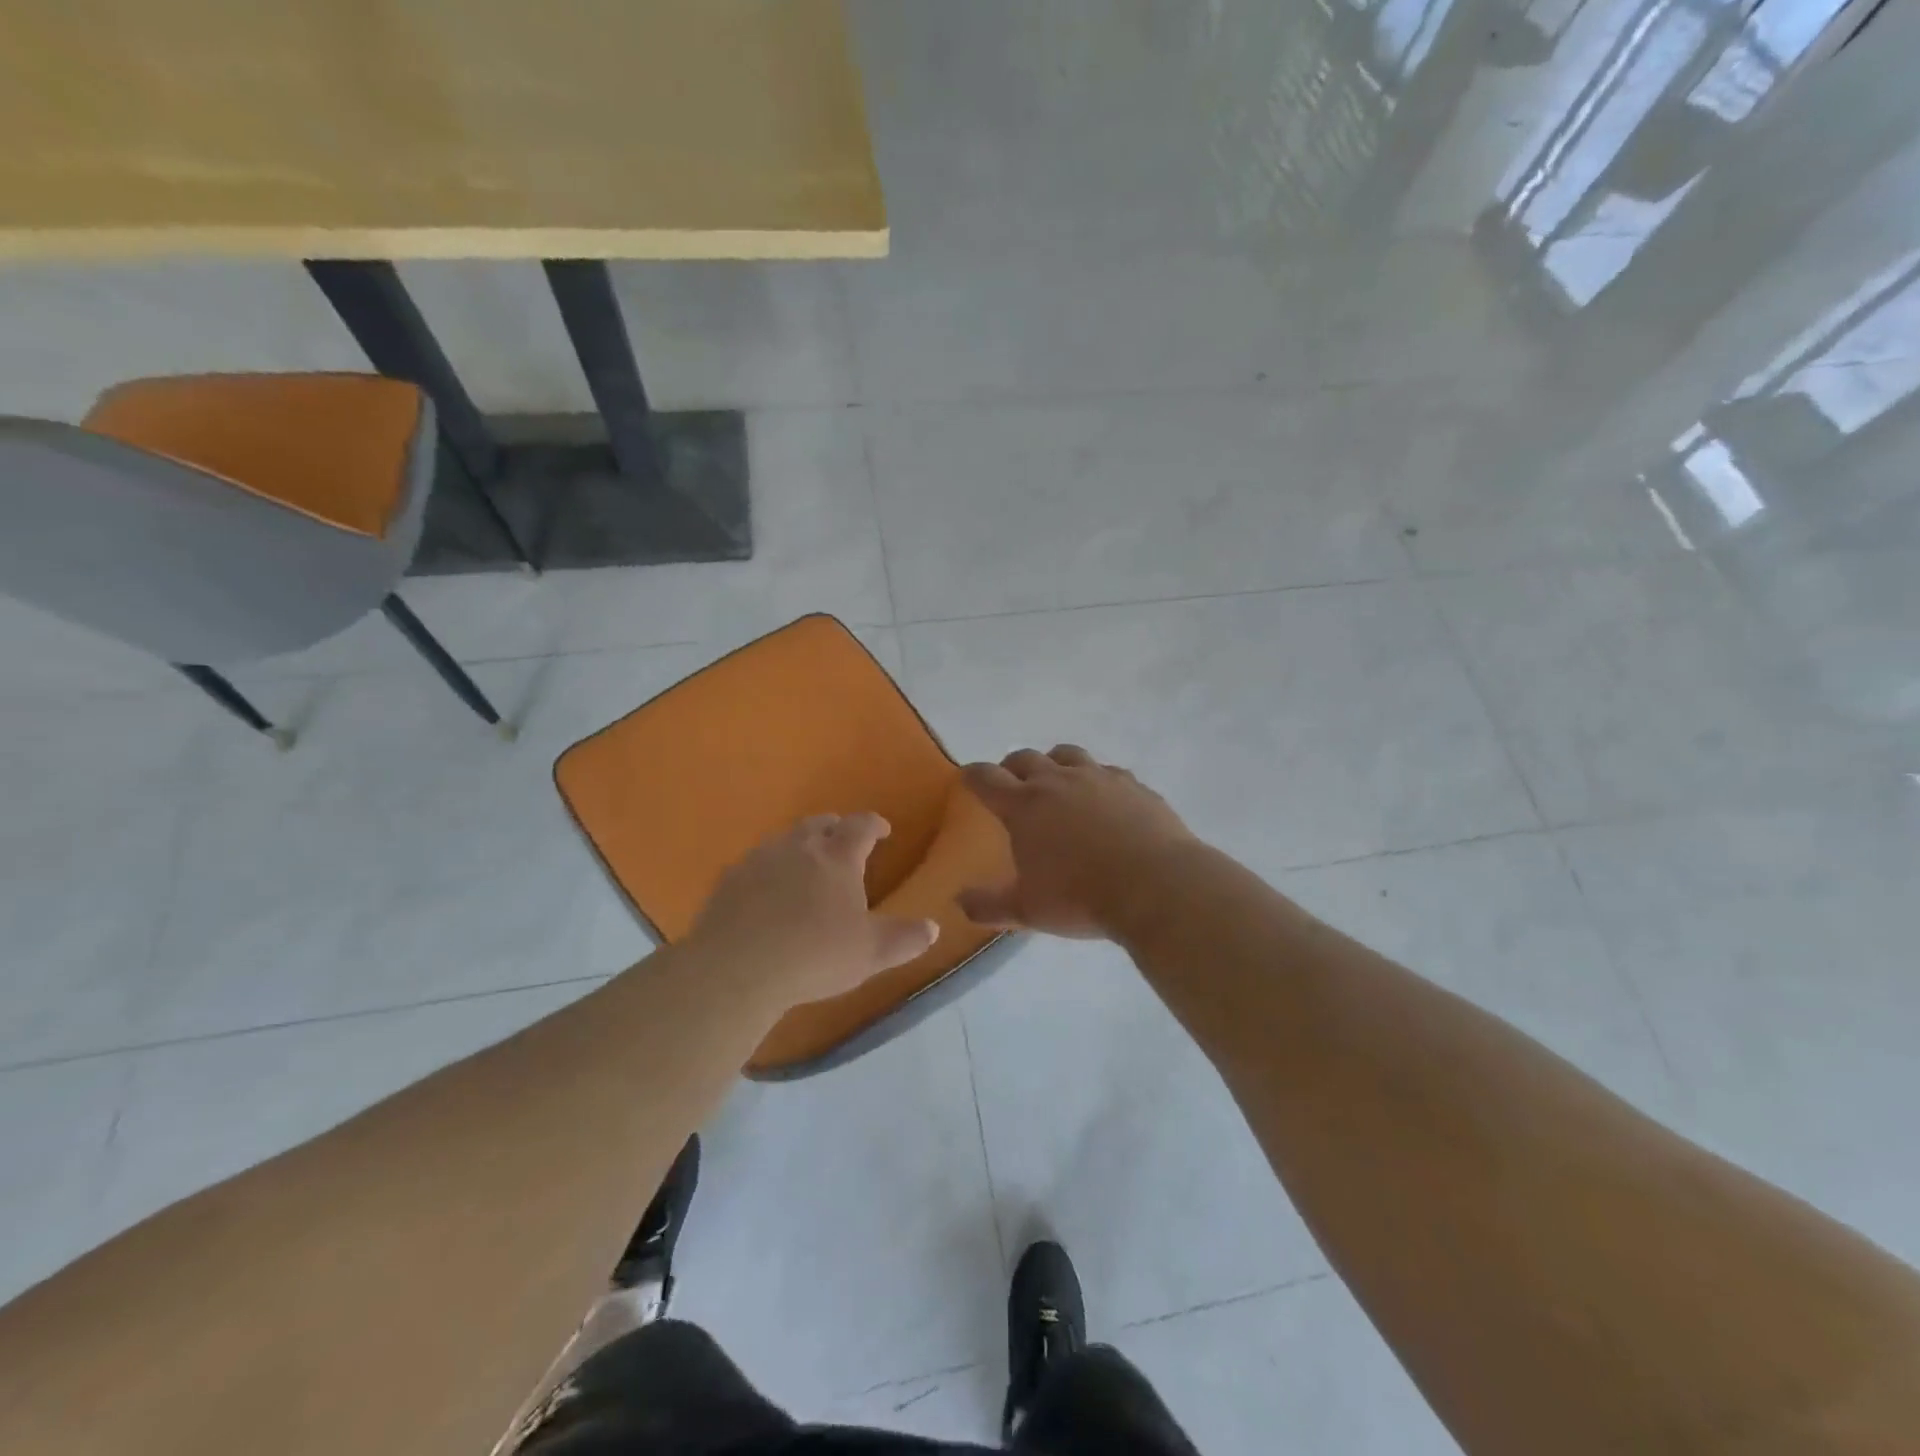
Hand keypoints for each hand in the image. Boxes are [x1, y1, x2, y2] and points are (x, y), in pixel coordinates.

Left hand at [688, 812, 939, 1006]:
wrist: (736, 969)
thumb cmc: (815, 955)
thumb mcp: (871, 953)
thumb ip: (905, 939)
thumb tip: (933, 927)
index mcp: (838, 856)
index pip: (861, 826)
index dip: (874, 824)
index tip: (883, 831)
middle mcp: (799, 847)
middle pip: (820, 823)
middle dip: (835, 828)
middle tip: (843, 843)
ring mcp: (760, 859)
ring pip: (785, 839)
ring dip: (800, 845)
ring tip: (806, 865)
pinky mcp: (729, 879)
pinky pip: (755, 863)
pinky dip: (768, 869)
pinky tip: (766, 891)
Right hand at [958, 746, 1195, 938]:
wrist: (1156, 886)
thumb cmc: (1081, 898)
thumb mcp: (1028, 911)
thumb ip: (990, 906)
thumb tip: (959, 902)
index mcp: (1024, 806)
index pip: (986, 778)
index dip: (972, 776)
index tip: (967, 779)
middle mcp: (1058, 781)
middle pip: (1025, 758)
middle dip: (1011, 767)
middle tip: (1010, 784)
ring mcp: (1098, 778)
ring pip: (1067, 754)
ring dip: (1054, 763)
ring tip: (1057, 782)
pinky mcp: (1133, 784)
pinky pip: (1107, 771)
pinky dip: (1096, 779)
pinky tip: (1104, 799)